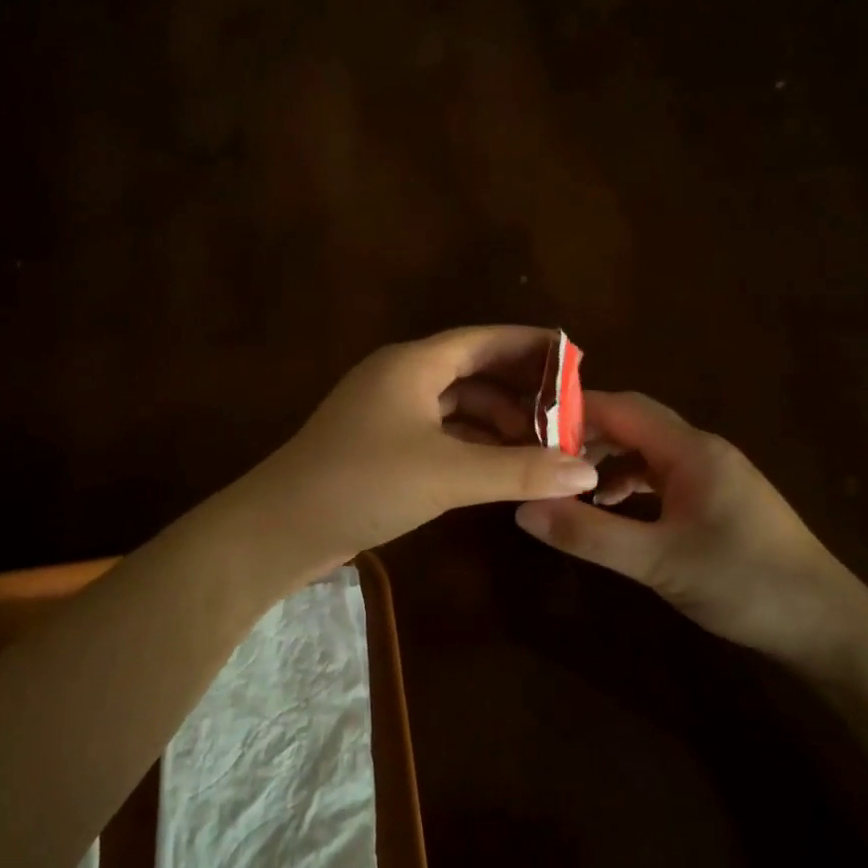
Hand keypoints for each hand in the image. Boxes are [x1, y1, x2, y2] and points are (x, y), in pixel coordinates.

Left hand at [244, 327, 598, 569]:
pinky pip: (437, 434)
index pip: (483, 340)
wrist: (280, 527)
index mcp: (413, 364)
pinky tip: (498, 468)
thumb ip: (519, 470)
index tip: (576, 360)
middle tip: (568, 418)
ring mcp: (385, 413)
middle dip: (520, 393)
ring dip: (496, 423)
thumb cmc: (364, 483)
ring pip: (454, 407)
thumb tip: (586, 470)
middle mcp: (399, 378)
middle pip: (472, 373)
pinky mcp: (378, 447)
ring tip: (542, 448)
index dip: (530, 347)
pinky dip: (470, 446)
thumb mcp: (447, 474)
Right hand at [514, 391, 867, 668]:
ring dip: (605, 464)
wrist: (827, 625)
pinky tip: (611, 511)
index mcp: (691, 450)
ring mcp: (712, 475)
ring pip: (645, 452)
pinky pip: (661, 477)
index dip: (572, 413)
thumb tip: (523, 508)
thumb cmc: (745, 583)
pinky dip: (629, 486)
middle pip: (632, 425)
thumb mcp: (657, 561)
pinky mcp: (717, 500)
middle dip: (584, 438)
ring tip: (567, 489)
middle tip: (538, 461)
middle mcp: (702, 451)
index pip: (621, 408)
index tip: (524, 429)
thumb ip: (588, 534)